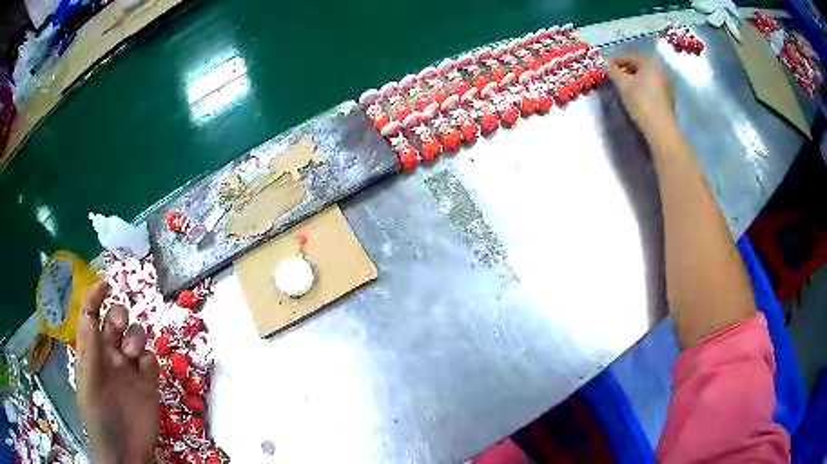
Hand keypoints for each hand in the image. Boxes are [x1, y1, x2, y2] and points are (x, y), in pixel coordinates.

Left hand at [75, 282, 158, 463]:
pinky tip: (145, 372)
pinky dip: (149, 360)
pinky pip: (151, 361)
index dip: (95, 297)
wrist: (124, 449)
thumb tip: (91, 313)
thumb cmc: (98, 414)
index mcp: (92, 350)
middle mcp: (110, 355)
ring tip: (133, 357)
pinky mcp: (148, 384)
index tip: (105, 285)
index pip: (91, 314)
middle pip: (116, 320)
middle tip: (119, 332)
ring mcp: (130, 370)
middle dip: (119, 317)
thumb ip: (89, 347)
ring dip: (136, 338)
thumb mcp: (87, 379)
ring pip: (136, 337)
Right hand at [606, 54, 674, 137]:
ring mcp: (666, 82)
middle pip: (638, 65)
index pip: (628, 57)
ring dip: (634, 79)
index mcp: (649, 61)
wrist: (660, 128)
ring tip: (624, 87)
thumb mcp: (622, 84)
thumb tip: (605, 64)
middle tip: (614, 78)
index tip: (605, 68)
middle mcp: (660, 68)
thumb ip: (613, 71)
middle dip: (625, 70)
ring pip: (646, 76)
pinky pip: (652, 85)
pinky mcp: (668, 96)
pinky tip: (636, 95)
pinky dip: (643, 87)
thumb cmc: (641, 101)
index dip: (615, 62)